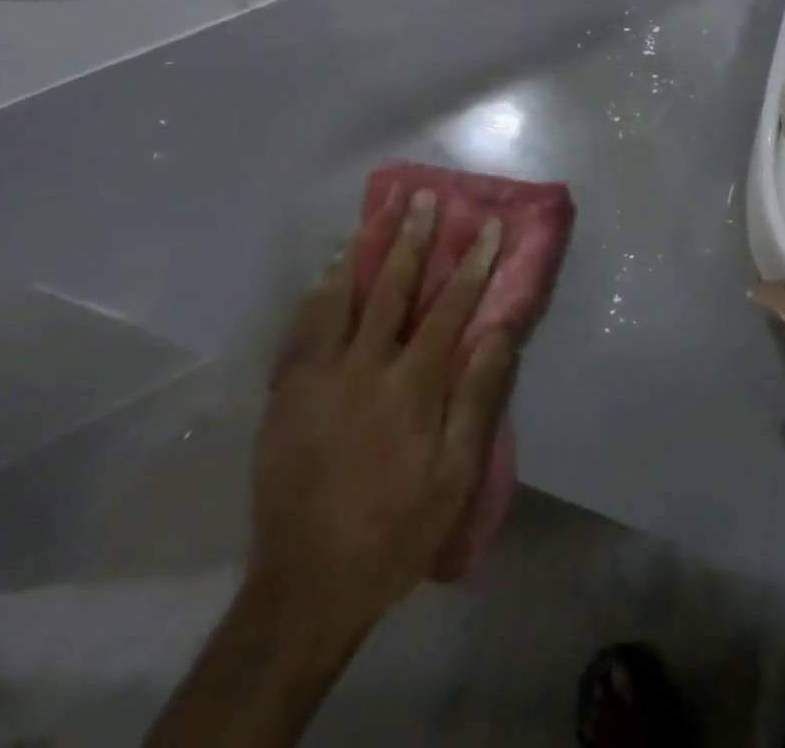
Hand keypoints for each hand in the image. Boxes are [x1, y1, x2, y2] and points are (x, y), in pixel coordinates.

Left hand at [248, 189, 516, 645]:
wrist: (306, 586)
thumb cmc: (396, 529)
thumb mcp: (455, 475)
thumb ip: (477, 397)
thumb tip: (499, 332)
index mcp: (410, 385)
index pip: (450, 307)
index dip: (473, 262)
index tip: (489, 225)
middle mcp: (362, 367)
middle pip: (391, 287)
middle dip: (412, 238)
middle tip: (423, 197)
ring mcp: (316, 377)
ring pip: (338, 297)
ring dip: (360, 252)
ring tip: (373, 216)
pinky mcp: (284, 395)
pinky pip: (300, 329)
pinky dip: (317, 294)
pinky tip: (325, 276)